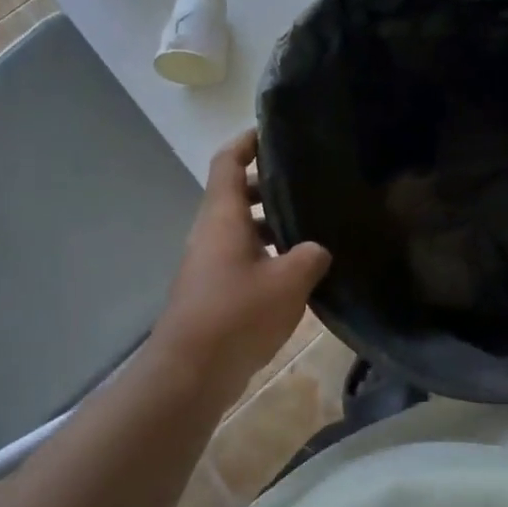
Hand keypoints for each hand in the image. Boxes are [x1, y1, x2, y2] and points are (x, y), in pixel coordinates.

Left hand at [148, 130, 331, 401]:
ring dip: (273, 224)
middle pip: (238, 194)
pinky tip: (298, 271)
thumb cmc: (237, 314)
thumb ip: (310, 256)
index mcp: (223, 216)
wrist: (189, 374)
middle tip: (310, 183)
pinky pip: (243, 257)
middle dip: (271, 185)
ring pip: (242, 228)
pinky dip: (268, 253)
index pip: (228, 161)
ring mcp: (209, 263)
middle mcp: (212, 232)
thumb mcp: (288, 281)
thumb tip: (317, 250)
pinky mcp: (213, 290)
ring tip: (313, 227)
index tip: (274, 132)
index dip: (248, 141)